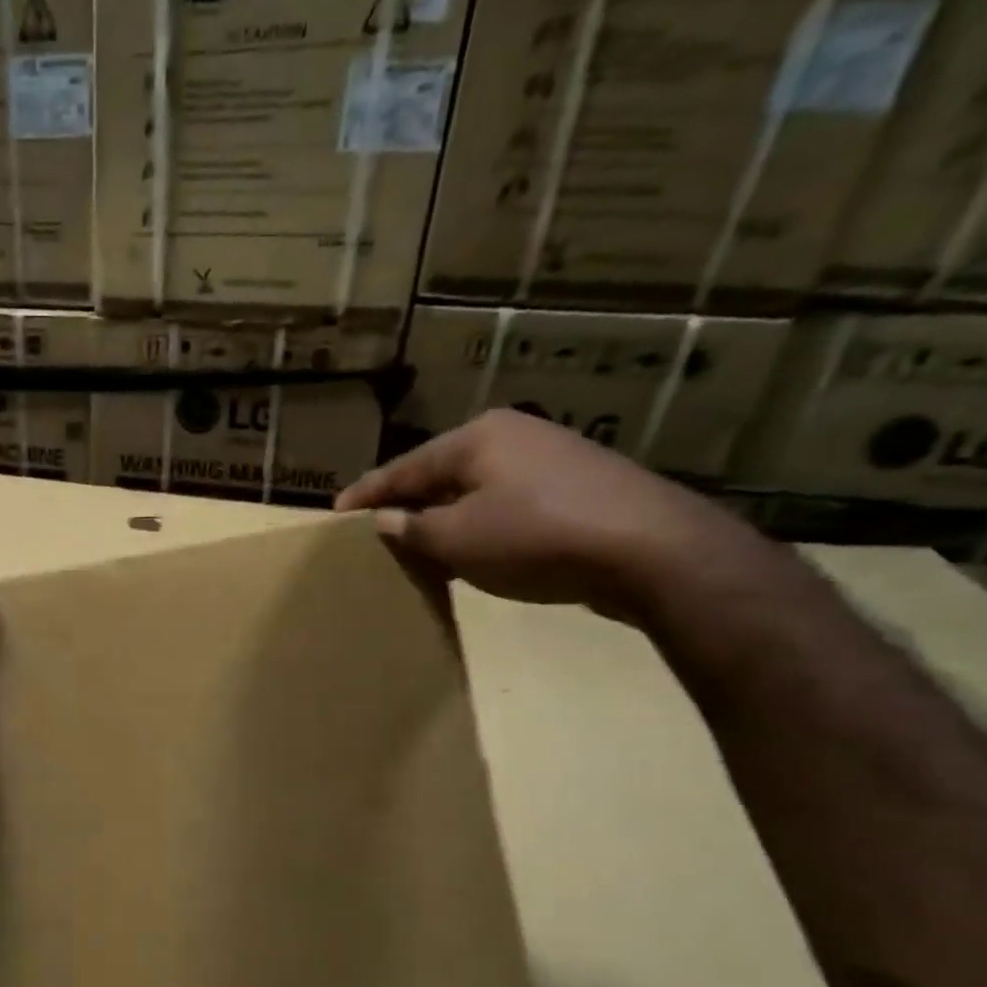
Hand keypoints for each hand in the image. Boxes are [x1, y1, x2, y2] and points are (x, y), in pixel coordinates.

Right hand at [336, 409, 772, 621]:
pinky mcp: (577, 487)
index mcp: (476, 438)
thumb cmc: (535, 536)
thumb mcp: (456, 538)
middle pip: (439, 473)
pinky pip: (506, 503)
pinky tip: (472, 548)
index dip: (366, 494)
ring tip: (416, 543)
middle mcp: (512, 436)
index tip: (335, 513)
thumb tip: (384, 522)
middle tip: (374, 530)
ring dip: (443, 517)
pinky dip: (479, 523)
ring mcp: (551, 458)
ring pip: (474, 489)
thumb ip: (412, 528)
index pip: (402, 467)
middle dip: (406, 503)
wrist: (651, 551)